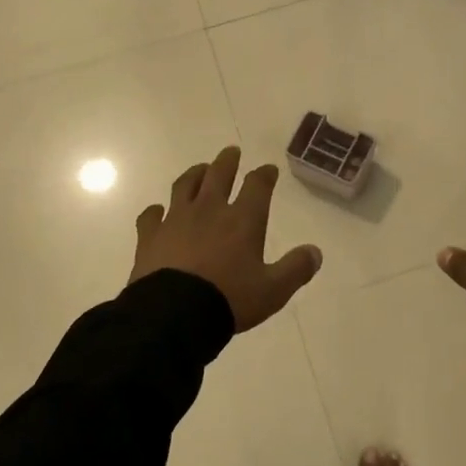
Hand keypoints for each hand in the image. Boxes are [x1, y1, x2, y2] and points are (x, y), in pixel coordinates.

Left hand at [130, 146, 323, 331]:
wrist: (174, 313)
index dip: (264, 175)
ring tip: (200, 170)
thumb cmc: (228, 299)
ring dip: (195, 174)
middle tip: (231, 152)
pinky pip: (151, 215)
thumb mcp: (273, 291)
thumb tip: (315, 252)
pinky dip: (155, 211)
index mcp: (242, 219)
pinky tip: (157, 211)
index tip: (268, 169)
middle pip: (218, 174)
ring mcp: (176, 219)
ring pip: (185, 185)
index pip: (257, 186)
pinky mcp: (150, 235)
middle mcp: (209, 210)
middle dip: (227, 161)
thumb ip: (295, 269)